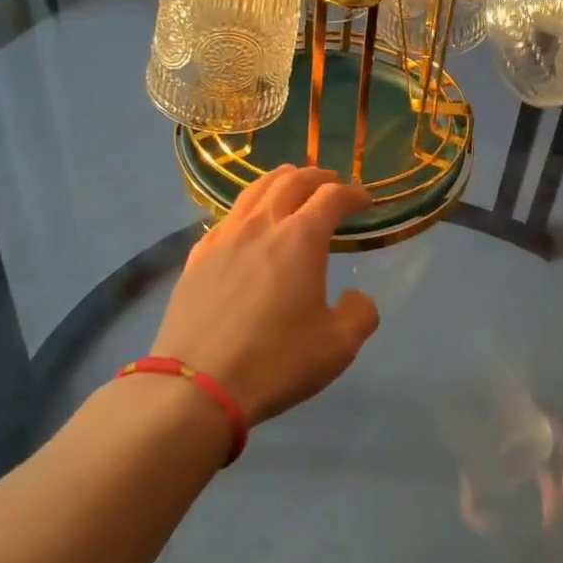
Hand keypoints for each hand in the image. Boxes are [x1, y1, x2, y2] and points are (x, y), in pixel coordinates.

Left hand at [152, 166, 381, 423]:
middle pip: (292, 181)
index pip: (333, 197)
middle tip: (331, 183)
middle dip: (317, 177)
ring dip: (281, 180)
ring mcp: (225, 236)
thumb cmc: (276, 360)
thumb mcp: (338, 346)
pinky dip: (249, 207)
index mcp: (301, 237)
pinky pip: (229, 216)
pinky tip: (249, 222)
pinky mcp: (198, 255)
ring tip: (291, 182)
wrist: (197, 385)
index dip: (354, 194)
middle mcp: (262, 224)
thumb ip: (359, 314)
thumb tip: (355, 297)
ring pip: (255, 190)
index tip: (365, 201)